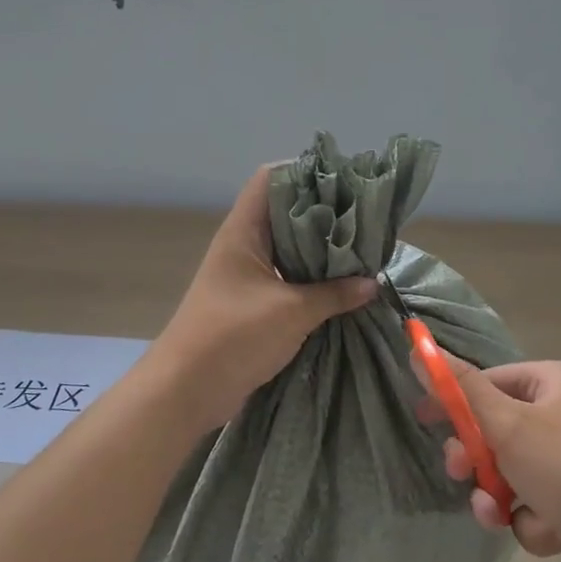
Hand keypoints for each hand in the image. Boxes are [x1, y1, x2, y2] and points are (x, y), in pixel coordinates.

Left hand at [145, 164, 377, 436]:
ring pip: (290, 249)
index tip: (347, 180)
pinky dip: (315, 280)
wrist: (187, 390)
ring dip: (323, 251)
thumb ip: (334, 294)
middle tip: (368, 217)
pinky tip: (347, 285)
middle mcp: (245, 245)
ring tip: (365, 248)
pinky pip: (289, 279)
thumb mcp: (291, 312)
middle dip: (325, 214)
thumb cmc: (233, 336)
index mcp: (244, 231)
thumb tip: (373, 283)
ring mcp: (248, 275)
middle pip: (286, 213)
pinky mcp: (254, 303)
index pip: (271, 179)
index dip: (306, 171)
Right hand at [419, 356, 560, 561]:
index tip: (423, 420)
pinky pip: (540, 504)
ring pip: (515, 472)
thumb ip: (460, 389)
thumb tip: (418, 347)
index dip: (454, 400)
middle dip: (477, 457)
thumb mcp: (508, 425)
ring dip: (500, 495)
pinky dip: (535, 520)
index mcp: (557, 382)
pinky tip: (551, 534)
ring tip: (500, 515)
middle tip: (462, 474)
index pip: (491, 380)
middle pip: (500, 428)